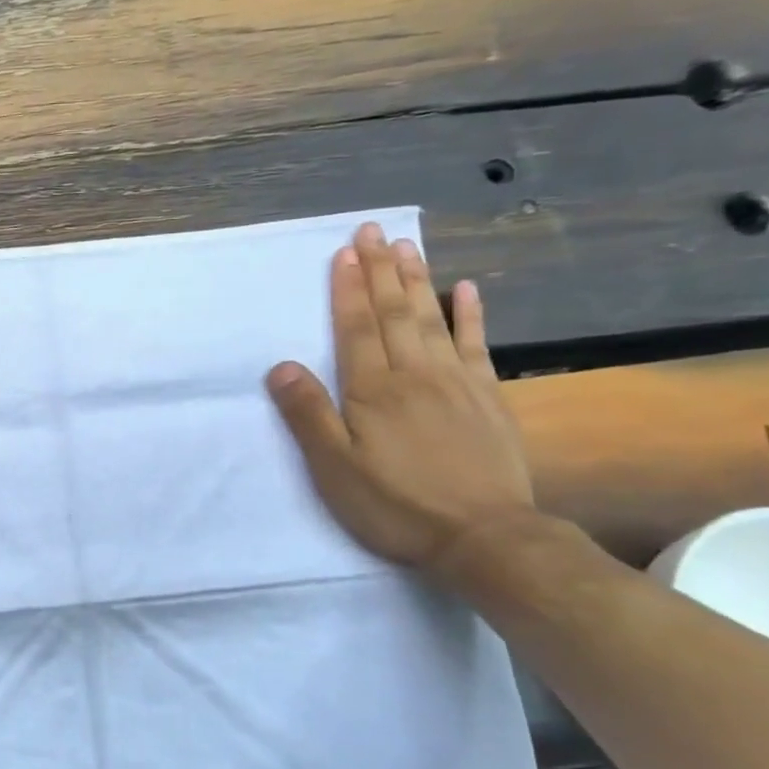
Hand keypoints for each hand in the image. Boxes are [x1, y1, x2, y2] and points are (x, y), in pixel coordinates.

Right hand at [266, 222, 534, 574]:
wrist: (483, 537)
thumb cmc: (396, 505)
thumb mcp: (335, 469)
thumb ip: (309, 415)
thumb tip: (281, 366)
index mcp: (373, 391)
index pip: (357, 328)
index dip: (348, 289)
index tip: (344, 251)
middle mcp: (414, 374)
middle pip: (395, 313)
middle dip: (380, 270)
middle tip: (373, 231)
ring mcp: (456, 383)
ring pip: (432, 320)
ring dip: (417, 280)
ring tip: (406, 246)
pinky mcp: (488, 398)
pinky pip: (477, 346)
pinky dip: (471, 315)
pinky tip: (466, 289)